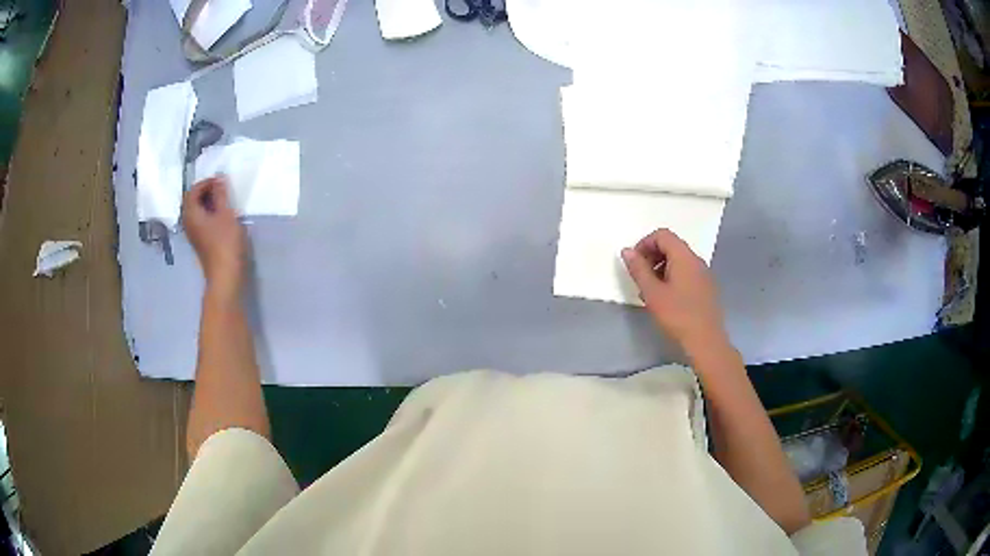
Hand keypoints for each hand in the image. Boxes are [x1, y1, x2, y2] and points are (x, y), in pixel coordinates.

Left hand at [182, 177, 245, 294]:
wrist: (225, 276)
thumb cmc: (225, 243)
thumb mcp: (226, 214)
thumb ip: (221, 194)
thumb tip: (218, 178)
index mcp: (190, 213)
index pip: (193, 190)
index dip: (206, 182)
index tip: (222, 180)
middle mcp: (187, 222)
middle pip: (192, 200)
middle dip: (206, 191)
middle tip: (222, 189)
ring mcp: (193, 233)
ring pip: (196, 211)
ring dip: (208, 202)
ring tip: (223, 201)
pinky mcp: (200, 241)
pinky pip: (200, 220)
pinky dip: (209, 213)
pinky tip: (221, 216)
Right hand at [622, 229, 727, 354]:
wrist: (705, 341)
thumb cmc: (677, 315)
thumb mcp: (652, 293)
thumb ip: (638, 269)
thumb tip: (627, 251)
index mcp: (684, 256)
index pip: (663, 235)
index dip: (644, 243)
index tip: (634, 262)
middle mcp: (696, 260)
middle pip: (672, 245)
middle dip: (652, 256)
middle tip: (640, 277)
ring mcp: (704, 274)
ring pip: (679, 260)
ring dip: (661, 268)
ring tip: (651, 290)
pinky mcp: (707, 287)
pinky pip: (687, 272)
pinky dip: (673, 277)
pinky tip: (666, 298)